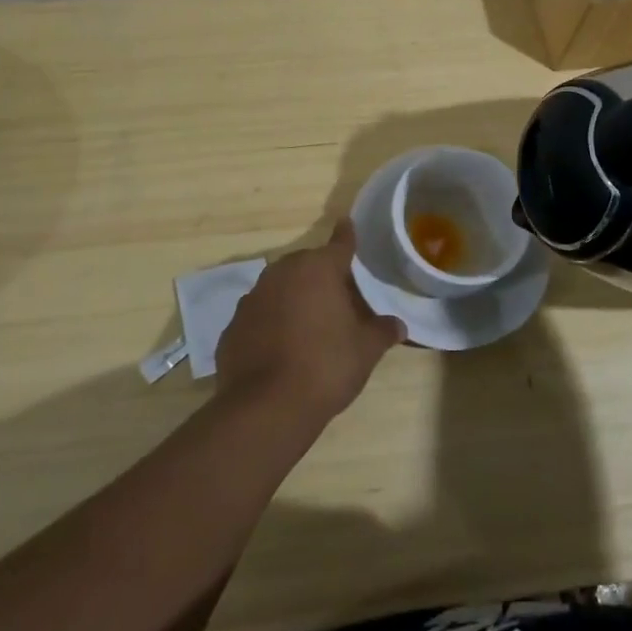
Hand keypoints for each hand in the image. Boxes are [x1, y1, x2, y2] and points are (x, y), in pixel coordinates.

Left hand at [215, 221, 405, 426]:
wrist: (266, 407)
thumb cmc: (326, 366)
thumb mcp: (365, 350)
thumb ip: (382, 331)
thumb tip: (398, 325)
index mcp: (319, 269)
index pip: (339, 244)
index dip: (347, 236)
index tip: (347, 223)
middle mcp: (283, 273)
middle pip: (307, 265)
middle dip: (321, 276)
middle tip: (337, 299)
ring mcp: (253, 298)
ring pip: (280, 288)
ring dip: (293, 298)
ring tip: (308, 325)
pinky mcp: (233, 326)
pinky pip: (260, 316)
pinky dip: (271, 323)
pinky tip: (280, 348)